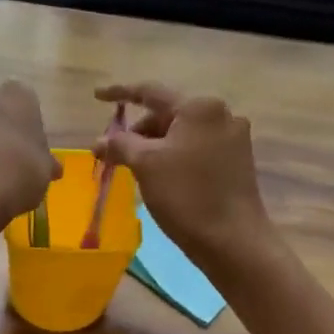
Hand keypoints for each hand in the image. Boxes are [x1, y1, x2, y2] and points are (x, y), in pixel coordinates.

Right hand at [94, 83, 274, 269]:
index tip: (96, 96)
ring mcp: (233, 139)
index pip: (150, 92)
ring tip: (134, 170)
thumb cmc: (186, 195)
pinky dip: (173, 157)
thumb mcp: (145, 165)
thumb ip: (119, 144)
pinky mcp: (237, 162)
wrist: (233, 241)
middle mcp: (221, 115)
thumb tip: (99, 142)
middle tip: (113, 153)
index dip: (120, 92)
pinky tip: (160, 178)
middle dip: (138, 130)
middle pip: (167, 114)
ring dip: (154, 146)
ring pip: (181, 134)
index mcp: (200, 107)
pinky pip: (195, 149)